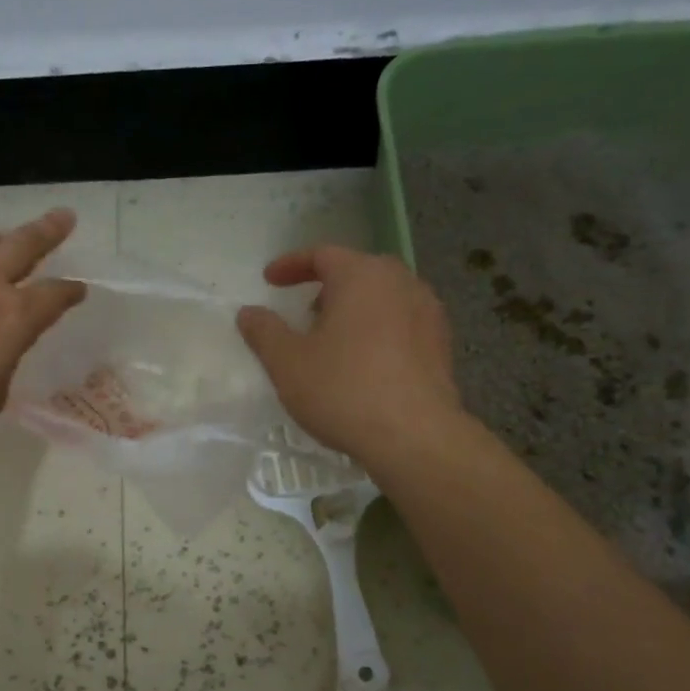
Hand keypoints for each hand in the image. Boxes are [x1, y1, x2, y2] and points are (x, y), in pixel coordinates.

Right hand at [237, 245, 471, 467]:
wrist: (414, 436)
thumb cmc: (343, 390)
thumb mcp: (288, 363)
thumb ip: (264, 332)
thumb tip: (248, 312)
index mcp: (362, 276)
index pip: (323, 254)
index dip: (291, 265)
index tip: (269, 280)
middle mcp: (401, 283)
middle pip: (358, 272)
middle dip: (326, 287)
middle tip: (304, 312)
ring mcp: (428, 312)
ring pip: (383, 298)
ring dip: (354, 310)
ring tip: (333, 340)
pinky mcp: (441, 344)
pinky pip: (401, 324)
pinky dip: (377, 331)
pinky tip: (364, 363)